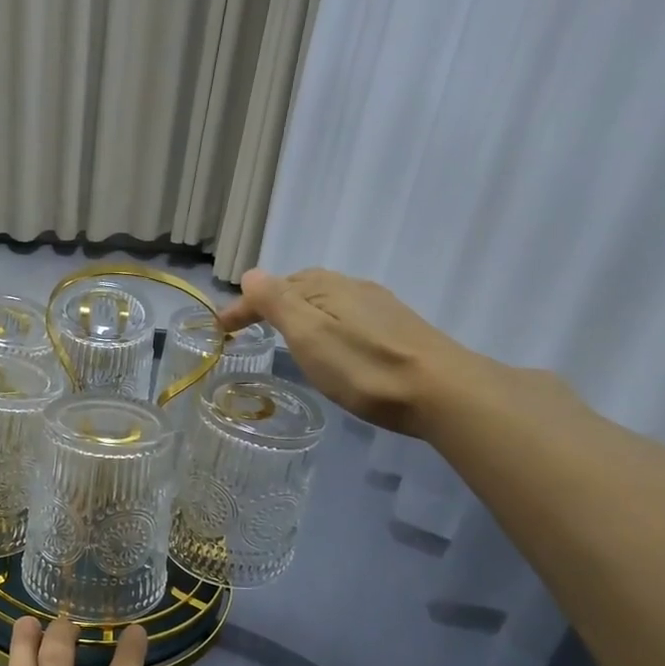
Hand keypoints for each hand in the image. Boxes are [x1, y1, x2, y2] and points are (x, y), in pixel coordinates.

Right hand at [215, 267, 472, 435]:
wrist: (443, 392)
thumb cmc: (365, 367)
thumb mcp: (310, 335)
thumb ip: (278, 302)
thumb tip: (251, 273)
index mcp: (327, 287)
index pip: (273, 287)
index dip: (244, 305)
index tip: (220, 329)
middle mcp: (354, 288)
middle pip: (302, 287)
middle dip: (271, 302)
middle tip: (248, 327)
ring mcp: (380, 308)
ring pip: (327, 301)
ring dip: (299, 311)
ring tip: (284, 335)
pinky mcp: (398, 329)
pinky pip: (347, 315)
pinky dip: (324, 323)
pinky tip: (331, 345)